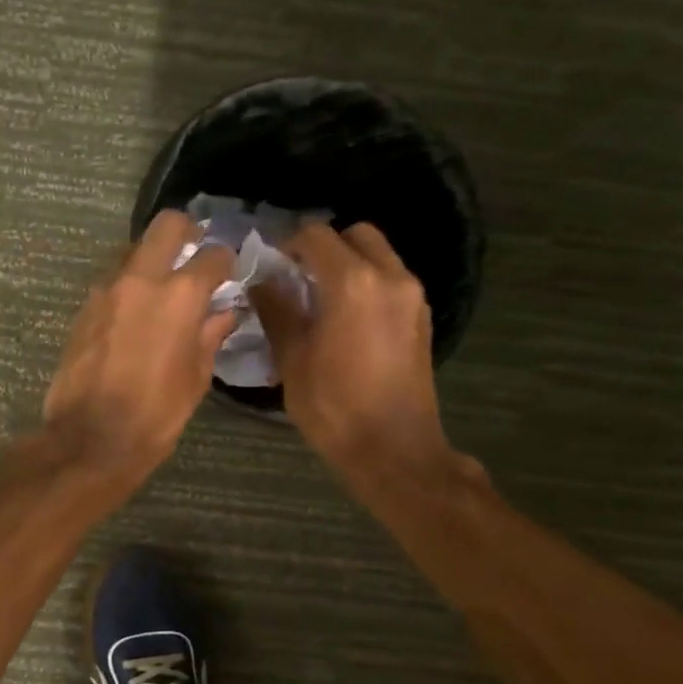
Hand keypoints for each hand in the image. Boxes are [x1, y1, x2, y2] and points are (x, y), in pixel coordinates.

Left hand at [43, 211, 236, 490]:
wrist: (90, 439)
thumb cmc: (155, 416)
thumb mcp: (195, 379)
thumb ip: (210, 336)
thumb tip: (224, 312)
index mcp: (180, 296)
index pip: (213, 256)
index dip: (226, 262)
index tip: (229, 273)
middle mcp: (141, 280)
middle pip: (166, 227)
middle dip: (186, 232)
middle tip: (194, 253)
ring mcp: (106, 291)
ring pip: (132, 250)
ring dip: (150, 259)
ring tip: (161, 287)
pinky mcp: (83, 309)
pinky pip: (111, 281)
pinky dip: (127, 285)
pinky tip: (133, 313)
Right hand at [253, 221, 451, 476]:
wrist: (393, 448)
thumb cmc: (333, 406)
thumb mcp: (291, 359)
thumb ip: (276, 311)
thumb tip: (262, 282)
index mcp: (353, 282)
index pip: (316, 236)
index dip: (288, 244)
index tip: (270, 267)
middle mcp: (390, 277)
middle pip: (356, 235)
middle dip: (324, 247)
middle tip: (297, 277)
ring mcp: (412, 296)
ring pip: (378, 255)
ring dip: (347, 264)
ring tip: (318, 299)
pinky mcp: (421, 318)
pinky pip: (391, 280)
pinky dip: (366, 283)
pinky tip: (344, 318)